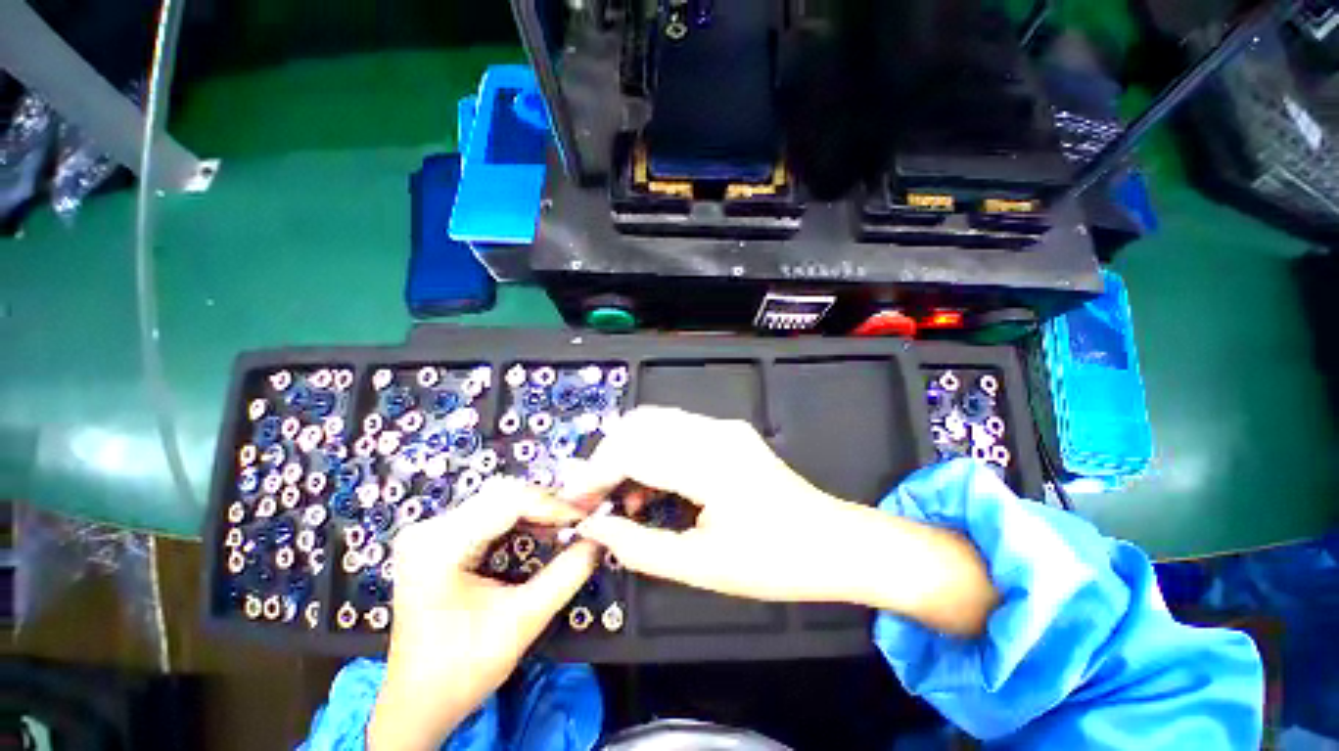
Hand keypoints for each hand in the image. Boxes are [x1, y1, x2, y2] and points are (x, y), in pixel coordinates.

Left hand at [368, 478, 598, 750]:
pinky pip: (488, 512)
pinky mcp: (437, 539)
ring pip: (498, 499)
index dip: (553, 505)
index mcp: (439, 547)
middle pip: (502, 495)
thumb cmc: (462, 669)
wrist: (418, 702)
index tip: (584, 516)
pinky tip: (540, 530)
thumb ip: (566, 575)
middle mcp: (428, 530)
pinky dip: (520, 518)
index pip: (508, 502)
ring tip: (564, 525)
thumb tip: (599, 540)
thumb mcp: (522, 621)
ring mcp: (429, 532)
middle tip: (578, 519)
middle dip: (546, 505)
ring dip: (536, 509)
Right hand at [560, 407, 997, 635]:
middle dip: (607, 458)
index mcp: (710, 462)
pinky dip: (652, 452)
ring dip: (629, 454)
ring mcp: (723, 427)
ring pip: (655, 422)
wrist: (834, 542)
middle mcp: (714, 431)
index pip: (633, 452)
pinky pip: (675, 430)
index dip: (596, 474)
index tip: (574, 501)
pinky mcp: (727, 432)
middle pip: (639, 424)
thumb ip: (640, 545)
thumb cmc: (775, 561)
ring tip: (624, 498)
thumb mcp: (702, 566)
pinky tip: (653, 488)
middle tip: (597, 498)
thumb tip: (596, 527)